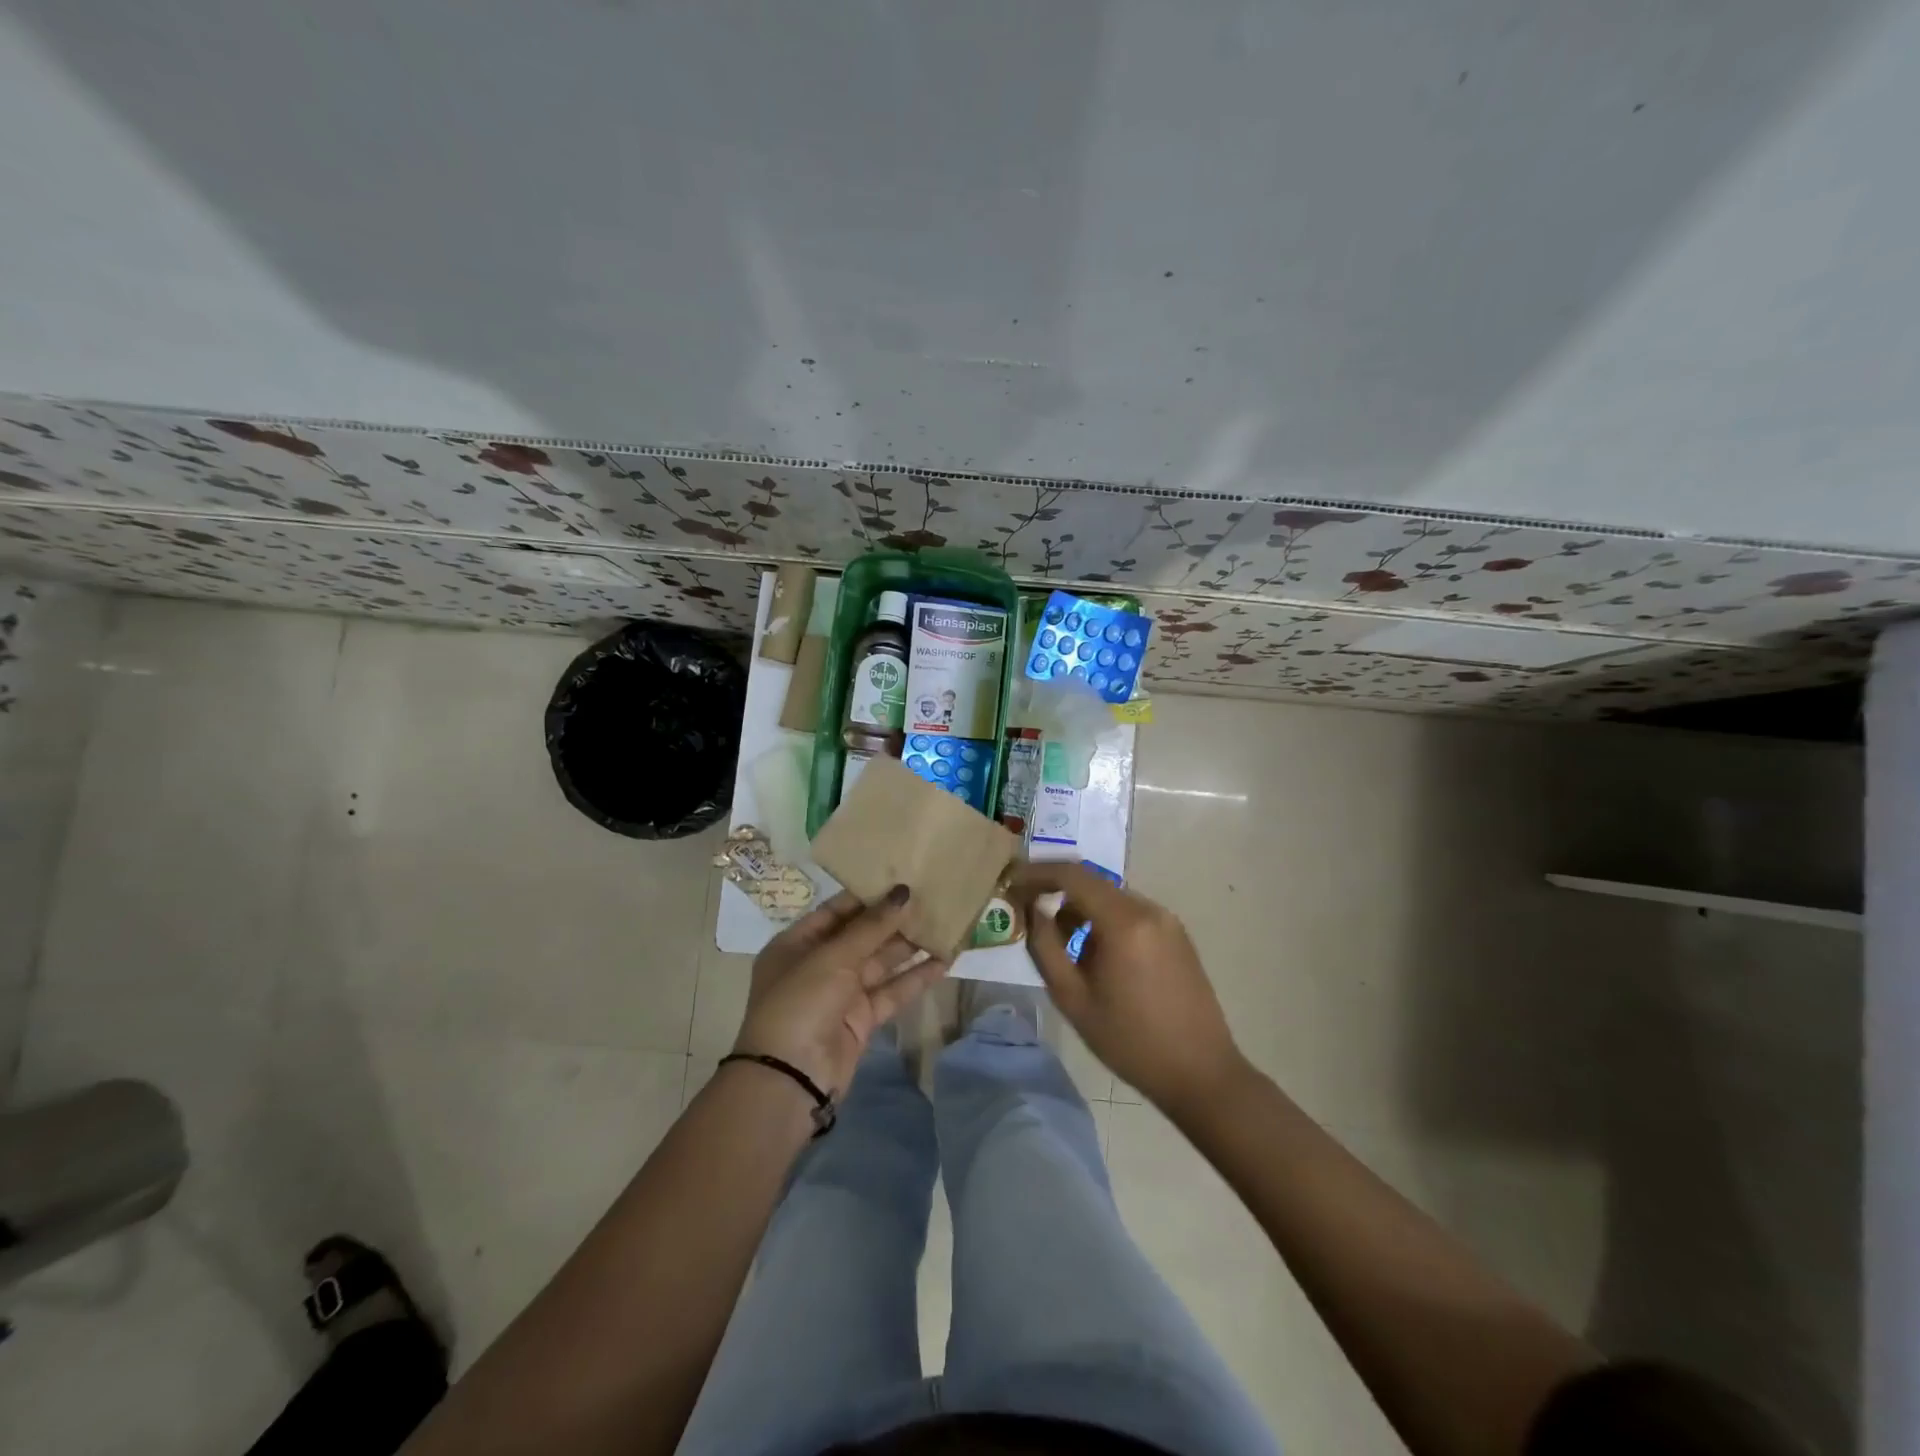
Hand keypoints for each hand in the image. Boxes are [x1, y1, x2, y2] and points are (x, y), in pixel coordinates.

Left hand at [733, 886, 948, 1098]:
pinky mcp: (862, 1019)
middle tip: (930, 897)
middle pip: (861, 936)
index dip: (867, 896)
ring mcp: (840, 994)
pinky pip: (891, 991)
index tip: (902, 879)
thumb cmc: (800, 1003)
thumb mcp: (832, 958)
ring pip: (880, 963)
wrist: (791, 1078)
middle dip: (893, 920)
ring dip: (909, 947)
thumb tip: (903, 892)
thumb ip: (870, 926)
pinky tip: (944, 962)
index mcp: (796, 944)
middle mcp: (818, 965)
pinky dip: (915, 978)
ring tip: (944, 924)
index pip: (836, 911)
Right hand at [1013, 862, 1248, 1115]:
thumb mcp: (1073, 999)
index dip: (1037, 873)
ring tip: (1063, 947)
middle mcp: (1148, 909)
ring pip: (1110, 898)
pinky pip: (1130, 913)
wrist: (1201, 1073)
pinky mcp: (1177, 935)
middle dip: (1055, 892)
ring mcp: (1167, 920)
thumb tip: (1032, 910)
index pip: (1072, 874)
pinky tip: (1096, 957)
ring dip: (1080, 910)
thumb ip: (1045, 947)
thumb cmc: (1130, 1041)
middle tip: (1028, 914)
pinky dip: (1104, 921)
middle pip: (1091, 883)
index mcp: (1124, 921)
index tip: (1011, 884)